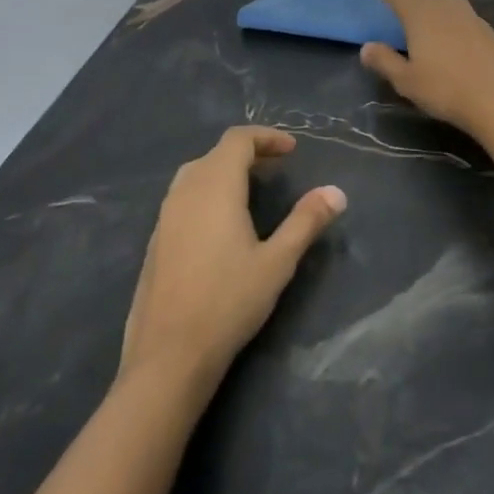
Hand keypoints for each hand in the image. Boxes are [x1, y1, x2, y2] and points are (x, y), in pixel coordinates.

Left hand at [120, 127, 343, 385]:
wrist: (168, 356)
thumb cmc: (228, 302)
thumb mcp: (278, 262)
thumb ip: (306, 221)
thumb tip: (337, 192)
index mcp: (214, 188)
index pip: (237, 140)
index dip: (266, 137)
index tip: (293, 149)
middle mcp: (184, 193)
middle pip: (215, 154)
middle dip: (248, 152)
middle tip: (277, 166)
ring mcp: (164, 218)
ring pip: (195, 175)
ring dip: (225, 171)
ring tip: (253, 189)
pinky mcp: (156, 242)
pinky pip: (183, 198)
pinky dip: (208, 192)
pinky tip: (223, 223)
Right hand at [360, 0, 493, 134]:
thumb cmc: (446, 89)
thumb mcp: (406, 81)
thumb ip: (384, 61)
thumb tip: (366, 47)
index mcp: (420, 13)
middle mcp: (444, 5)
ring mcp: (468, 14)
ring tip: (416, 4)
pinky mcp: (484, 26)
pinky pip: (456, 7)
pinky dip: (443, 7)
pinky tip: (444, 21)